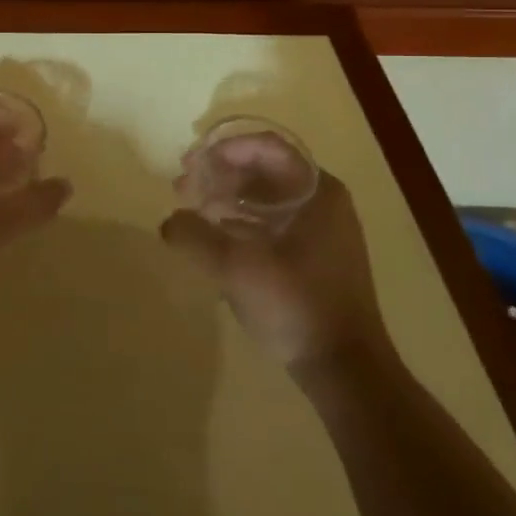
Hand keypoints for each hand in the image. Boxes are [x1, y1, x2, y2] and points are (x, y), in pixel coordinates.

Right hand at [161, 168, 386, 374]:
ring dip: (227, 196)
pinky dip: (242, 219)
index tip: (190, 164)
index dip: (223, 149)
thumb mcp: (235, 267)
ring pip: (267, 196)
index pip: (266, 147)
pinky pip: (273, 220)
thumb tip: (170, 221)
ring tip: (193, 210)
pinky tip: (217, 236)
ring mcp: (322, 230)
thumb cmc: (296, 304)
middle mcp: (324, 202)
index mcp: (317, 191)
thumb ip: (194, 236)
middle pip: (264, 169)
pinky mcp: (315, 256)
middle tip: (182, 187)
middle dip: (219, 173)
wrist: (345, 368)